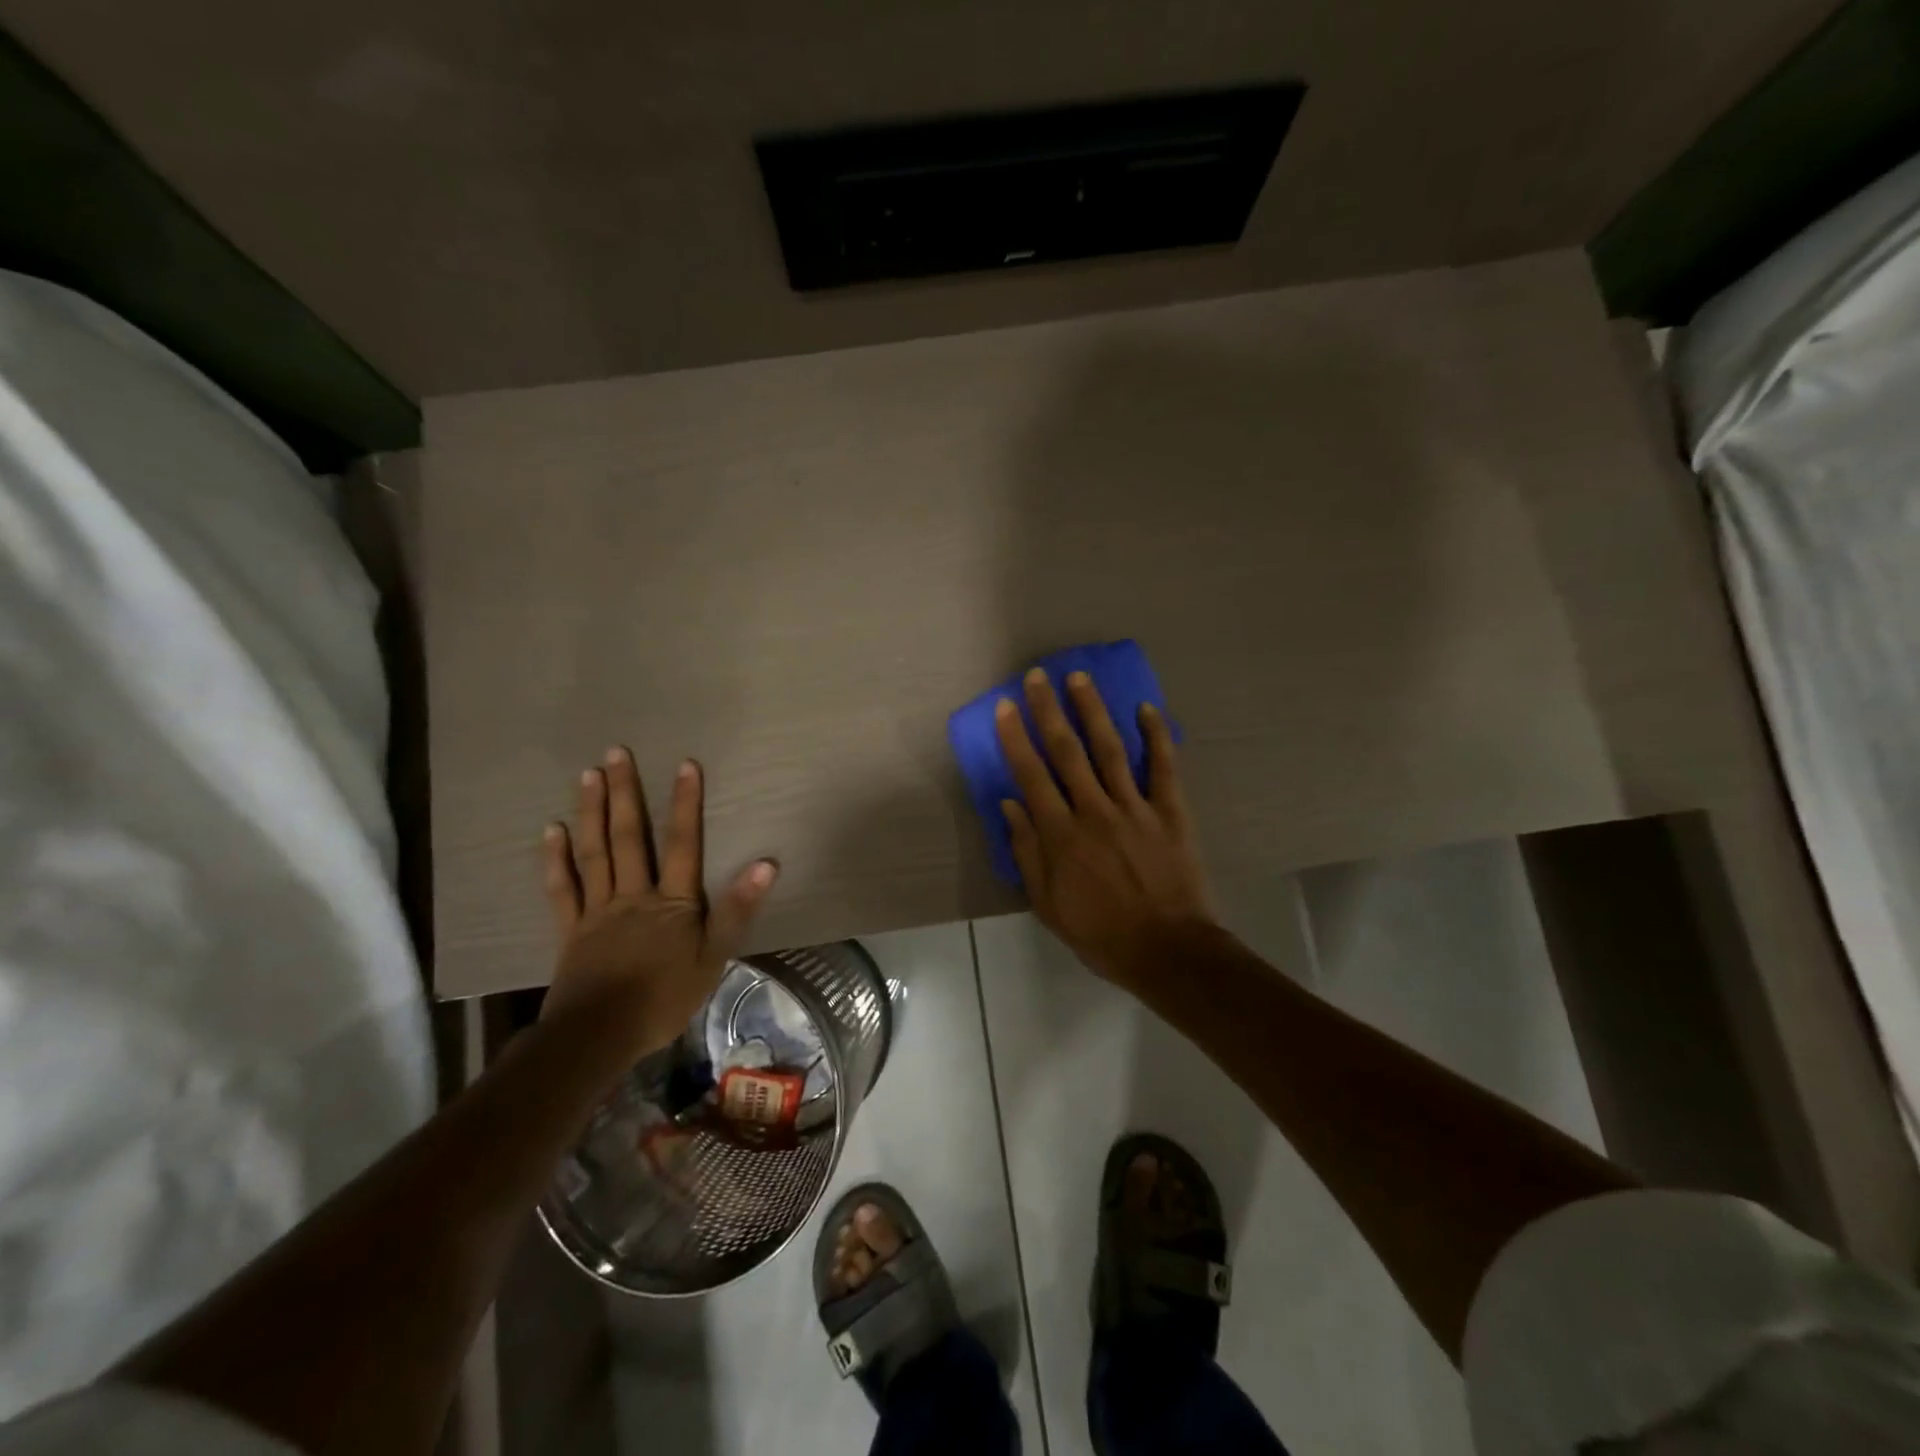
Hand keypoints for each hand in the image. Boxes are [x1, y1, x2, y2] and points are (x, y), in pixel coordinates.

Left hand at [541, 748, 777, 1055]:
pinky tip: (552, 830)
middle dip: (625, 793)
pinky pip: (562, 888)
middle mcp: (633, 895)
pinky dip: (556, 858)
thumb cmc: (665, 998)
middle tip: (616, 752)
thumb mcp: (715, 957)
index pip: (682, 843)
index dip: (685, 803)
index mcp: (671, 902)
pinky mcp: (570, 929)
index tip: (685, 764)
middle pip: (629, 837)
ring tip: (589, 775)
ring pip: (594, 852)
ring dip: (591, 811)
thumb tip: (766, 863)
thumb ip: (737, 909)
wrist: (600, 1035)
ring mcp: (597, 910)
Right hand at [996, 669, 1217, 991]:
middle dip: (1048, 710)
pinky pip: (1163, 767)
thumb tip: (1010, 804)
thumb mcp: (1048, 905)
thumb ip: (1027, 852)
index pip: (1031, 775)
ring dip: (1093, 710)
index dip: (1015, 737)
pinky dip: (1156, 736)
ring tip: (1080, 678)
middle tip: (1037, 677)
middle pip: (1067, 751)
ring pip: (1110, 749)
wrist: (1168, 951)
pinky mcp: (1170, 812)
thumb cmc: (1100, 933)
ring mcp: (1135, 808)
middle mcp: (1094, 810)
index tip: (1005, 706)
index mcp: (1061, 835)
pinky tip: (1146, 709)